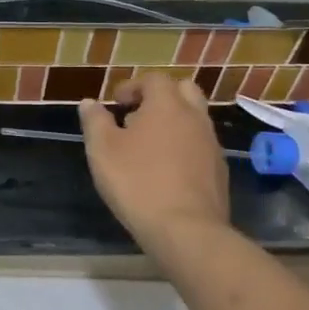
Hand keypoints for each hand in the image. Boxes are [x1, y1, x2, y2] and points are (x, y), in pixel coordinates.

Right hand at [78, 74, 228, 250]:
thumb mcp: (102, 150)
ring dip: (173, 124)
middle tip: (138, 117)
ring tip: (148, 147)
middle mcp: (195, 117)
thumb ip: (95, 121)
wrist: (186, 230)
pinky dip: (184, 148)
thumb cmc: (138, 183)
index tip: (116, 103)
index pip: (154, 79)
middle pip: (183, 91)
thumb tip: (89, 103)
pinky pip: (201, 147)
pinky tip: (167, 172)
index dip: (133, 86)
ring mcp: (212, 144)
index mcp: (167, 105)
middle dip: (160, 97)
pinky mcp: (219, 171)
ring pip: (195, 120)